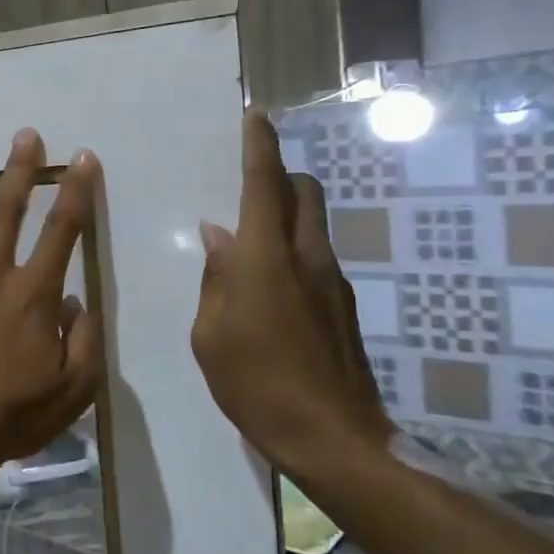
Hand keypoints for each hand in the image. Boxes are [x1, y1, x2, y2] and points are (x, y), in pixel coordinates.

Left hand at [0, 128, 102, 466]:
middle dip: (22, 169)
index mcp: (33, 293)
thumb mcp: (74, 388)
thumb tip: (76, 300)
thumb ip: (85, 338)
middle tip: (26, 135)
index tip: (82, 158)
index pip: (63, 230)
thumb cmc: (13, 412)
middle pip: (10, 211)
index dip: (77, 191)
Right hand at [190, 108, 391, 477]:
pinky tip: (268, 292)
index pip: (265, 184)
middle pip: (304, 192)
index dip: (260, 145)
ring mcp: (332, 282)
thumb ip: (215, 278)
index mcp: (266, 258)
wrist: (332, 438)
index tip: (258, 115)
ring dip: (285, 217)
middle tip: (248, 187)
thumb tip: (218, 236)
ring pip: (312, 225)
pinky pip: (315, 259)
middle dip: (280, 175)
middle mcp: (306, 258)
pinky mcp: (343, 308)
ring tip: (248, 250)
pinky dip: (291, 254)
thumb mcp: (210, 333)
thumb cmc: (255, 383)